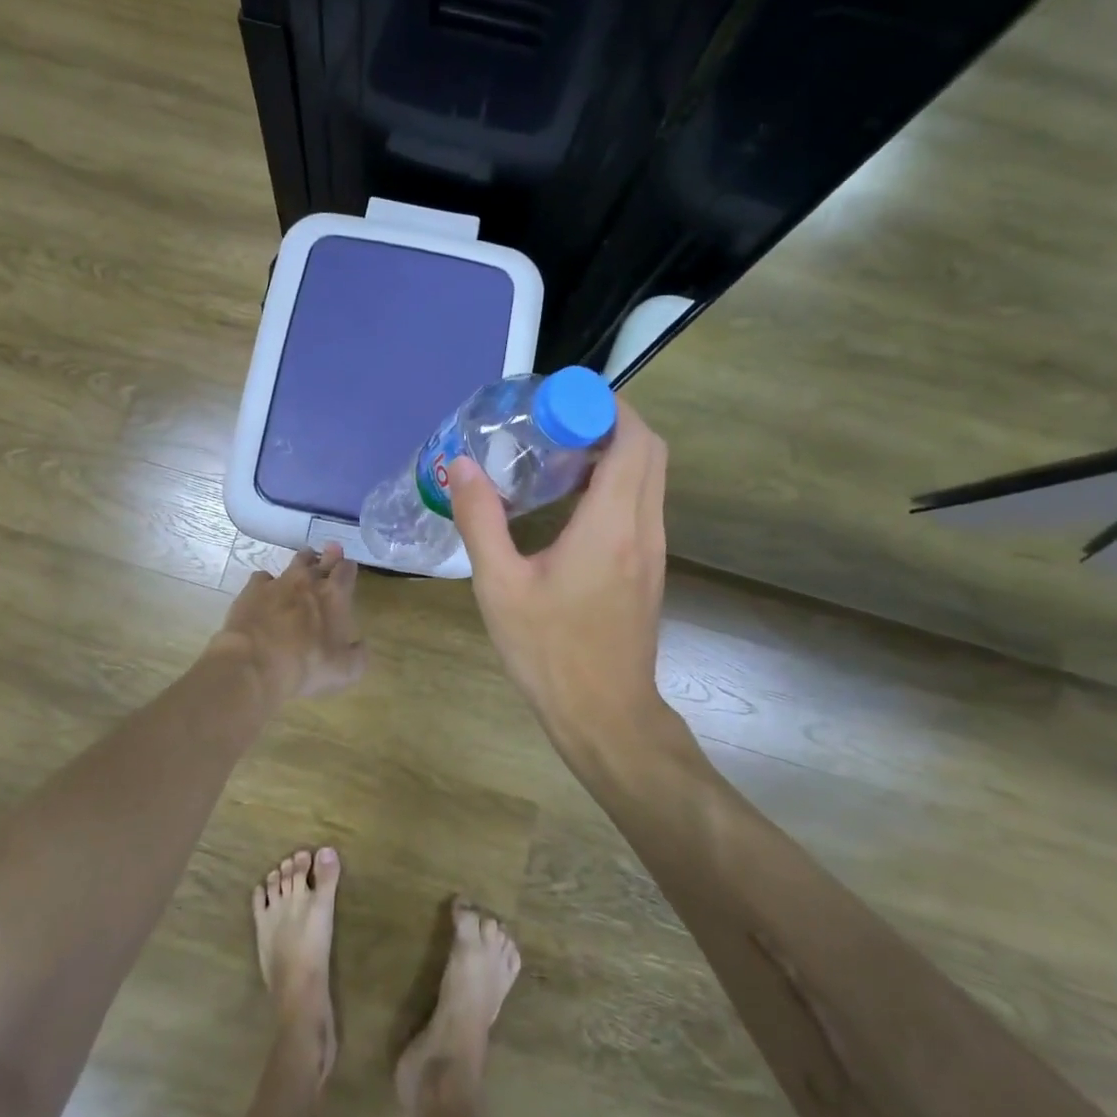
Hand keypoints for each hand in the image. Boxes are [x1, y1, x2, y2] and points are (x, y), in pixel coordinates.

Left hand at [215, 543, 366, 702]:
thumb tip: (361, 645)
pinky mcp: (253, 589)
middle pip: (322, 559)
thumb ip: (358, 655)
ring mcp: (279, 582)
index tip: (349, 566)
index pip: (346, 571)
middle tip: (332, 550)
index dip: (348, 567)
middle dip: (329, 555)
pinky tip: (266, 591)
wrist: (254, 664)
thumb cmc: (306, 666)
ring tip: (305, 561)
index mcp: (334, 596)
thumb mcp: (345, 671)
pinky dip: (268, 582)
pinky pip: (263, 577)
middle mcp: (308, 582)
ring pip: (295, 562)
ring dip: (303, 560)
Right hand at [449, 398, 668, 734]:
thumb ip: (480, 520)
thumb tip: (463, 465)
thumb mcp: (500, 586)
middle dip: (611, 420)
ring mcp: (653, 549)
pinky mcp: (649, 567)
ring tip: (560, 451)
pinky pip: (642, 502)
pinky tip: (570, 500)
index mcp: (611, 525)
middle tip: (557, 420)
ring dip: (616, 450)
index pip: (632, 440)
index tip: (561, 400)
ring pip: (650, 476)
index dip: (605, 407)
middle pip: (650, 450)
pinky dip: (617, 481)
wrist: (605, 716)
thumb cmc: (549, 651)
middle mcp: (643, 528)